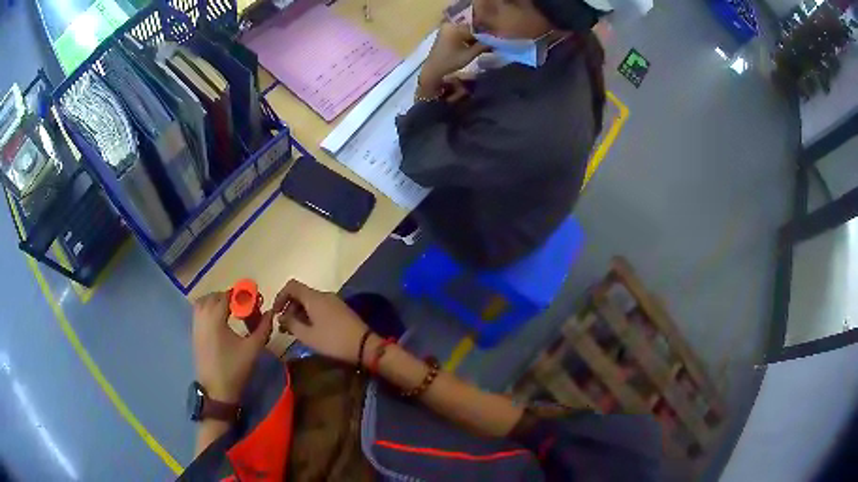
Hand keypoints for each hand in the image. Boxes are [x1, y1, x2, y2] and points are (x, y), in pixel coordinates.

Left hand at [191, 292, 272, 402]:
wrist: (216, 390)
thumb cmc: (234, 368)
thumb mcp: (253, 349)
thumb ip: (263, 328)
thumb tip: (271, 312)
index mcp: (216, 317)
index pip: (228, 295)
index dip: (242, 295)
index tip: (254, 300)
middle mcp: (203, 316)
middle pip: (215, 296)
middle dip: (230, 297)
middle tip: (245, 307)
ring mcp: (196, 324)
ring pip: (205, 301)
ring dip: (218, 301)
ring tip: (232, 311)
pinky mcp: (194, 332)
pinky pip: (200, 311)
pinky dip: (210, 309)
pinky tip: (221, 321)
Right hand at [273, 280, 368, 363]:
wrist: (365, 346)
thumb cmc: (333, 341)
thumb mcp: (308, 335)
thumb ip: (291, 324)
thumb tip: (281, 317)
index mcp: (314, 297)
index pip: (291, 286)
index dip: (280, 297)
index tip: (275, 313)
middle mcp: (324, 295)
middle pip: (301, 294)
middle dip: (289, 308)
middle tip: (284, 327)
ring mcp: (334, 302)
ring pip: (310, 302)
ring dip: (299, 313)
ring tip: (294, 331)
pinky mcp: (341, 310)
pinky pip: (320, 307)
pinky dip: (310, 315)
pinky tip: (309, 331)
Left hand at [418, 22, 488, 97]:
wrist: (433, 69)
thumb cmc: (451, 61)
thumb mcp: (469, 54)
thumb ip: (482, 46)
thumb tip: (494, 43)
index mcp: (455, 28)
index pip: (475, 28)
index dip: (484, 35)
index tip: (493, 42)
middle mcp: (449, 25)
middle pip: (469, 29)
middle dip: (479, 37)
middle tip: (488, 45)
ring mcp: (445, 29)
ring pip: (464, 32)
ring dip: (472, 39)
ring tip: (481, 47)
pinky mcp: (444, 35)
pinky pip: (458, 34)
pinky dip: (465, 40)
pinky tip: (471, 47)